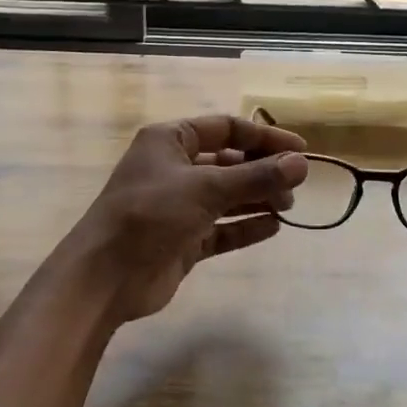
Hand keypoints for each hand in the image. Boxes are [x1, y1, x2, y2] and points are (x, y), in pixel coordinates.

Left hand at [63, 114, 308, 323]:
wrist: (104, 278)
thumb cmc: (151, 214)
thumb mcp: (206, 188)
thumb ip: (256, 176)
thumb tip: (302, 164)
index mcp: (170, 141)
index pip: (226, 128)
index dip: (264, 137)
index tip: (300, 150)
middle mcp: (174, 168)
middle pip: (229, 162)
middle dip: (263, 171)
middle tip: (295, 185)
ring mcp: (178, 206)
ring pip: (227, 196)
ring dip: (257, 198)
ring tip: (288, 206)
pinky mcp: (183, 240)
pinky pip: (221, 228)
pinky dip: (245, 226)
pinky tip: (273, 228)